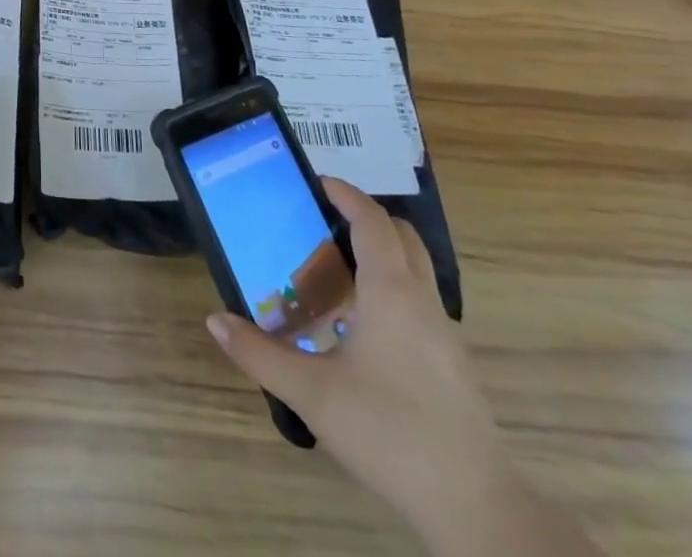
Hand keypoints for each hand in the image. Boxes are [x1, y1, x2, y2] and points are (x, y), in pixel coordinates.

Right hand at [206, 179, 514, 544]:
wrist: (476, 508)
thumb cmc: (390, 434)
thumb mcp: (312, 394)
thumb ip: (260, 353)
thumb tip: (215, 319)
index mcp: (391, 291)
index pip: (372, 220)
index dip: (346, 194)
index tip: (316, 183)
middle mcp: (421, 299)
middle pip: (401, 235)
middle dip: (365, 217)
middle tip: (322, 222)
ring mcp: (443, 332)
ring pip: (415, 268)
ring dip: (381, 252)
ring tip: (335, 268)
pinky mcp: (452, 362)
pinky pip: (420, 300)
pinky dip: (392, 286)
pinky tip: (361, 324)